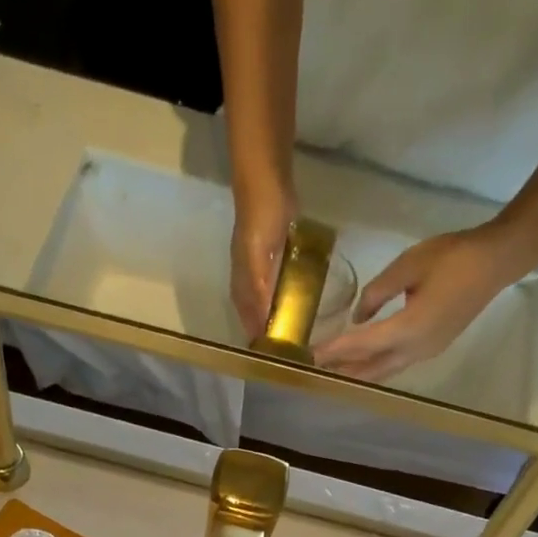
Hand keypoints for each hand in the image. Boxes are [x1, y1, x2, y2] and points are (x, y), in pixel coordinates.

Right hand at [230, 176, 298, 340]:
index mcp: (242, 283)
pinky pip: (277, 281)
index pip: (248, 320)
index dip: (258, 338)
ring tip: (292, 330)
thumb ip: (259, 291)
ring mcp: (260, 265)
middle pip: (254, 313)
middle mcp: (247, 279)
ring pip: (264, 299)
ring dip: (274, 314)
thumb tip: (262, 325)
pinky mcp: (273, 252)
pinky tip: (295, 298)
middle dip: (265, 330)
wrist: (266, 177)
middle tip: (285, 349)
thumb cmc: (261, 218)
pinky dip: (283, 294)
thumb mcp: (258, 259)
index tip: (272, 359)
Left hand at [314, 224, 527, 381]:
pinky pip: (397, 364)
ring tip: (335, 373)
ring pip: (385, 371)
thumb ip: (378, 291)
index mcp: (409, 328)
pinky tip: (364, 362)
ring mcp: (425, 353)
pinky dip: (376, 366)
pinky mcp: (431, 348)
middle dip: (344, 371)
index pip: (364, 344)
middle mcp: (415, 350)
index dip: (337, 350)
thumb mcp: (409, 264)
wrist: (495, 262)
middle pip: (372, 368)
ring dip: (359, 373)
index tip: (312, 355)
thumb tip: (358, 316)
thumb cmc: (453, 256)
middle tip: (317, 372)